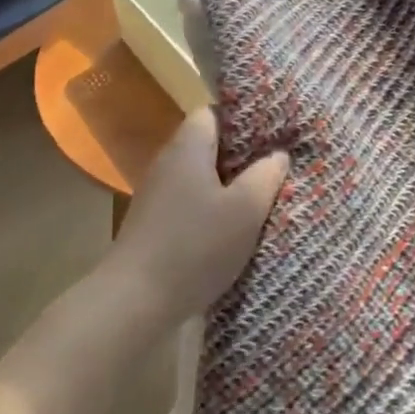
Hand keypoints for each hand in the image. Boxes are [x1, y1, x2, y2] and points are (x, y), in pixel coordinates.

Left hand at [108, 108, 288, 326]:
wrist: (136, 300)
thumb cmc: (195, 245)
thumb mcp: (245, 210)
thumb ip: (265, 176)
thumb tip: (278, 154)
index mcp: (188, 148)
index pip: (213, 113)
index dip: (243, 119)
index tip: (273, 133)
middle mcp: (168, 163)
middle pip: (208, 146)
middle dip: (242, 156)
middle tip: (277, 167)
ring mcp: (158, 195)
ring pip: (200, 177)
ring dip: (229, 186)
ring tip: (263, 198)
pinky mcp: (155, 224)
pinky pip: (190, 203)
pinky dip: (212, 209)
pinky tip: (235, 228)